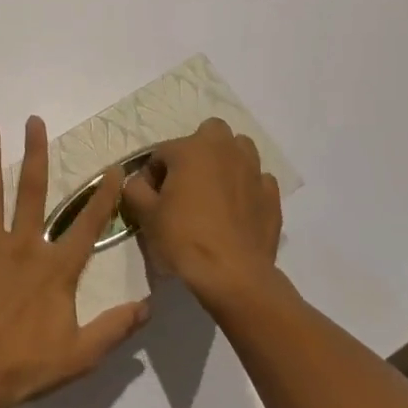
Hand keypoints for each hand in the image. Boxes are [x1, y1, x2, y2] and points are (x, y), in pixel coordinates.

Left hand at [0, 117, 150, 407]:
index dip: (103, 197)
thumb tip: (148, 306)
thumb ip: (115, 328)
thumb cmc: (25, 366)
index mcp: (55, 268)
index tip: (112, 168)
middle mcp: (23, 246)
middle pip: (31, 190)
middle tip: (33, 121)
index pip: (88, 225)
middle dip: (34, 153)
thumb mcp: (81, 355)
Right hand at [122, 118, 284, 310]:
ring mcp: (253, 171)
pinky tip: (238, 210)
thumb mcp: (146, 215)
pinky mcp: (272, 195)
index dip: (151, 174)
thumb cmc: (183, 239)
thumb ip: (135, 189)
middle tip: (186, 182)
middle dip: (197, 150)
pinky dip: (247, 188)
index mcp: (191, 149)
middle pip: (210, 133)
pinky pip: (258, 180)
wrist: (232, 274)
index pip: (162, 151)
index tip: (149, 198)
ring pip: (240, 150)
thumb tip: (137, 182)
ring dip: (226, 162)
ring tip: (214, 191)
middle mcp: (225, 150)